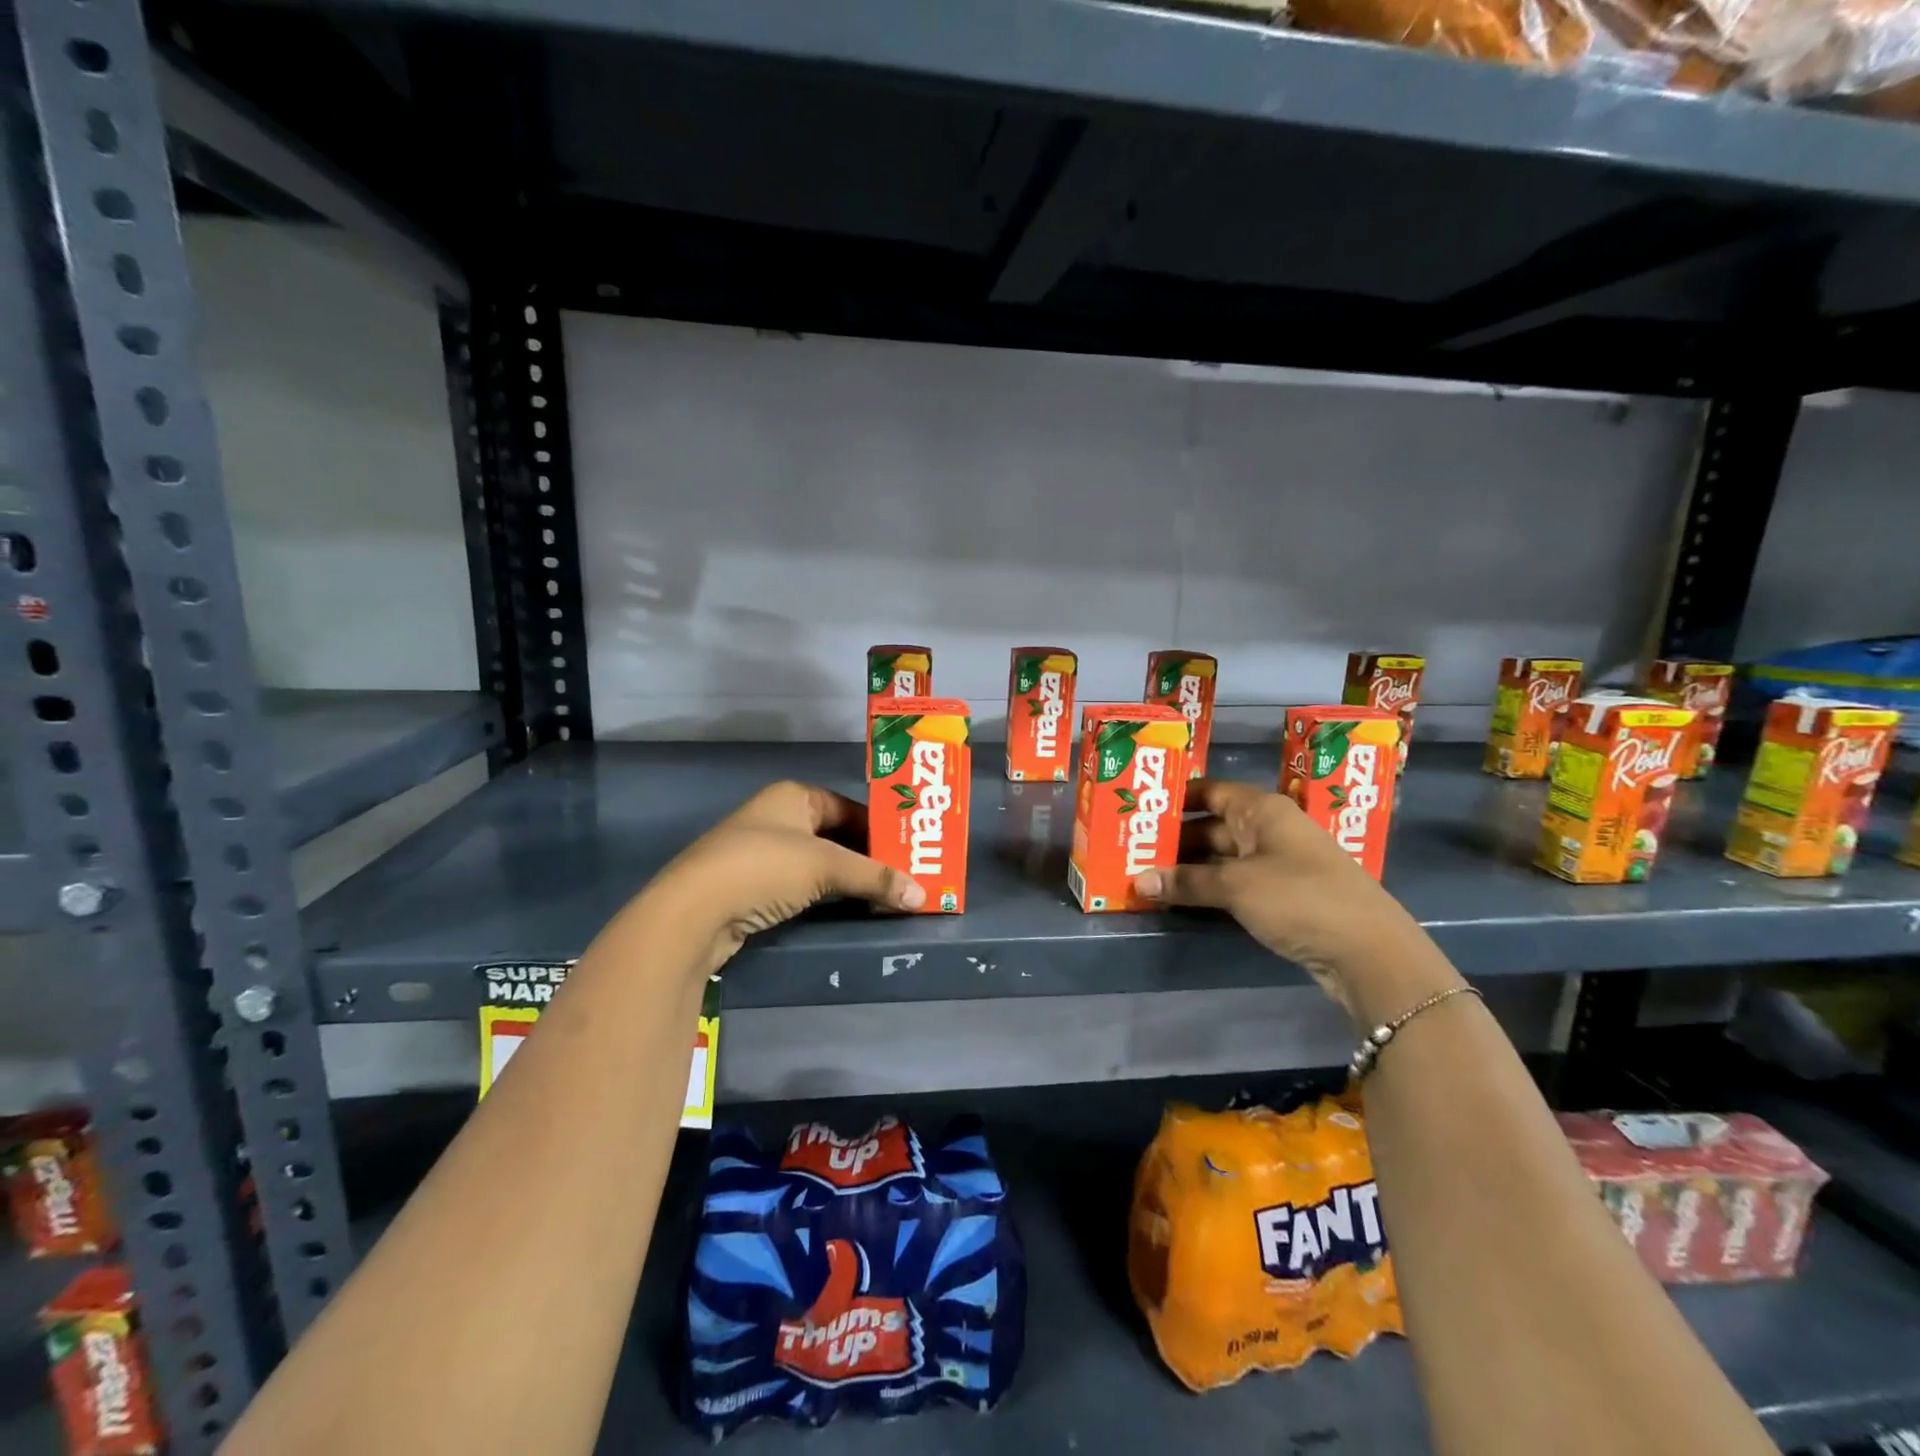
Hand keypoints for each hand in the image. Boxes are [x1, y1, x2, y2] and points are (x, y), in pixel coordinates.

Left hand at [645, 780, 923, 974]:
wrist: (692, 913)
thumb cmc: (763, 868)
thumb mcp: (826, 866)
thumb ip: (875, 878)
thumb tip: (922, 895)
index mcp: (794, 796)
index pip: (850, 807)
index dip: (881, 829)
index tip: (911, 852)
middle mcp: (778, 818)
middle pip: (837, 836)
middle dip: (870, 858)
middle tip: (906, 878)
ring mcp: (763, 853)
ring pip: (820, 864)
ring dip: (850, 881)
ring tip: (886, 897)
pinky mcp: (754, 887)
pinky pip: (803, 887)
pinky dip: (827, 897)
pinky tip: (849, 911)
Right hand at [1136, 778, 1449, 1019]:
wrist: (1369, 954)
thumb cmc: (1300, 898)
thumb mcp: (1237, 885)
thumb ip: (1186, 881)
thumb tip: (1137, 881)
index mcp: (1263, 810)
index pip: (1211, 791)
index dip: (1176, 797)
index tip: (1140, 807)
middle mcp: (1270, 830)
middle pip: (1212, 826)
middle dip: (1174, 839)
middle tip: (1131, 848)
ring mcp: (1277, 865)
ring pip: (1221, 858)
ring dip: (1187, 868)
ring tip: (1144, 874)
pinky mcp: (1281, 897)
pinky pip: (1233, 884)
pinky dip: (1207, 889)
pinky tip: (1178, 898)